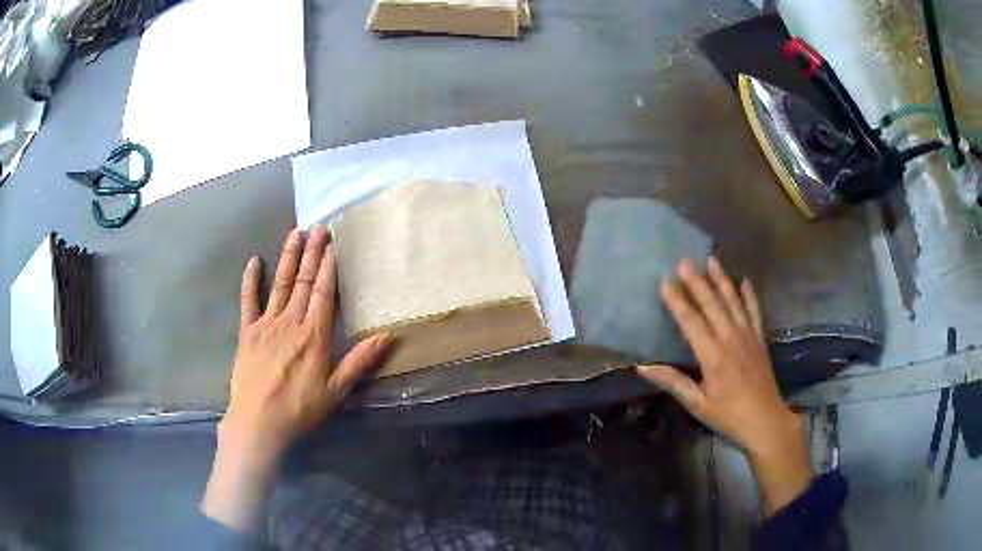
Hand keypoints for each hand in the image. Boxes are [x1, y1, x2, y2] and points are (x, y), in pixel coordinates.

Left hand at [202, 226, 388, 531]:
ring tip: (295, 233)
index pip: (324, 292)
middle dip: (312, 252)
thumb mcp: (336, 390)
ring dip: (288, 257)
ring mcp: (266, 323)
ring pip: (280, 283)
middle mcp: (290, 321)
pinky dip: (250, 280)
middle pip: (303, 281)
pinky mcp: (246, 331)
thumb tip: (387, 336)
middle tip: (318, 227)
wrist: (258, 421)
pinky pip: (248, 300)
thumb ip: (359, 361)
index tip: (333, 243)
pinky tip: (254, 261)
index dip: (328, 266)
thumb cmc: (300, 408)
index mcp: (314, 335)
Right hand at [637, 257, 812, 515]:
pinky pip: (755, 311)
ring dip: (722, 280)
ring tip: (711, 259)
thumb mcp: (697, 404)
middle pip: (712, 304)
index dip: (678, 301)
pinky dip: (750, 295)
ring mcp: (748, 336)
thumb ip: (673, 382)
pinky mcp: (760, 339)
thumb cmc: (728, 416)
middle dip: (697, 281)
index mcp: (713, 356)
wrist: (765, 421)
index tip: (665, 281)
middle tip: (685, 260)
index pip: (692, 322)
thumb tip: (642, 367)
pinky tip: (745, 280)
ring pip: (733, 302)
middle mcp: (731, 339)